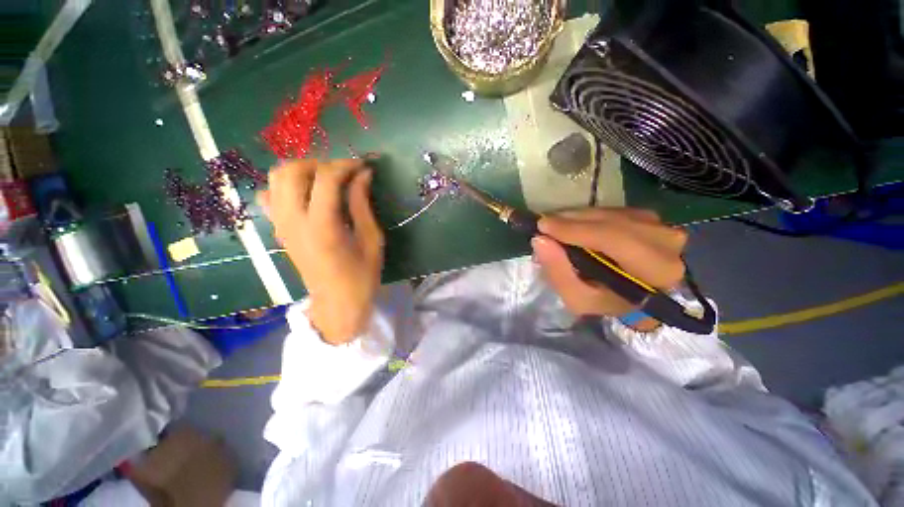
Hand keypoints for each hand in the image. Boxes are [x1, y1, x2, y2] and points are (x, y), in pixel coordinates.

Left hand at [257, 159, 383, 344]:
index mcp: (322, 227)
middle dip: (321, 163)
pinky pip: (271, 196)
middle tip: (344, 173)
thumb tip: (364, 175)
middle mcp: (294, 221)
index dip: (346, 165)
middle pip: (292, 171)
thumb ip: (363, 205)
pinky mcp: (279, 230)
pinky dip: (287, 186)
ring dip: (302, 171)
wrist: (337, 303)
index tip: (363, 165)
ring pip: (276, 179)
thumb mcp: (371, 240)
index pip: (326, 179)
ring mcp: (281, 225)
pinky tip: (307, 195)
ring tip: (327, 180)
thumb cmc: (362, 275)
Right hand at [532, 208, 686, 330]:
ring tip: (557, 226)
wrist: (632, 296)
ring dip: (579, 217)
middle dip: (573, 221)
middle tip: (545, 224)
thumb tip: (539, 240)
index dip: (576, 230)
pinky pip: (614, 210)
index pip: (614, 239)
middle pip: (613, 221)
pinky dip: (590, 215)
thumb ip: (558, 272)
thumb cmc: (606, 300)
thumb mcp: (578, 298)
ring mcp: (661, 225)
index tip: (543, 226)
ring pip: (611, 213)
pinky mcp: (651, 217)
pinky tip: (575, 224)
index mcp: (657, 270)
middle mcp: (667, 243)